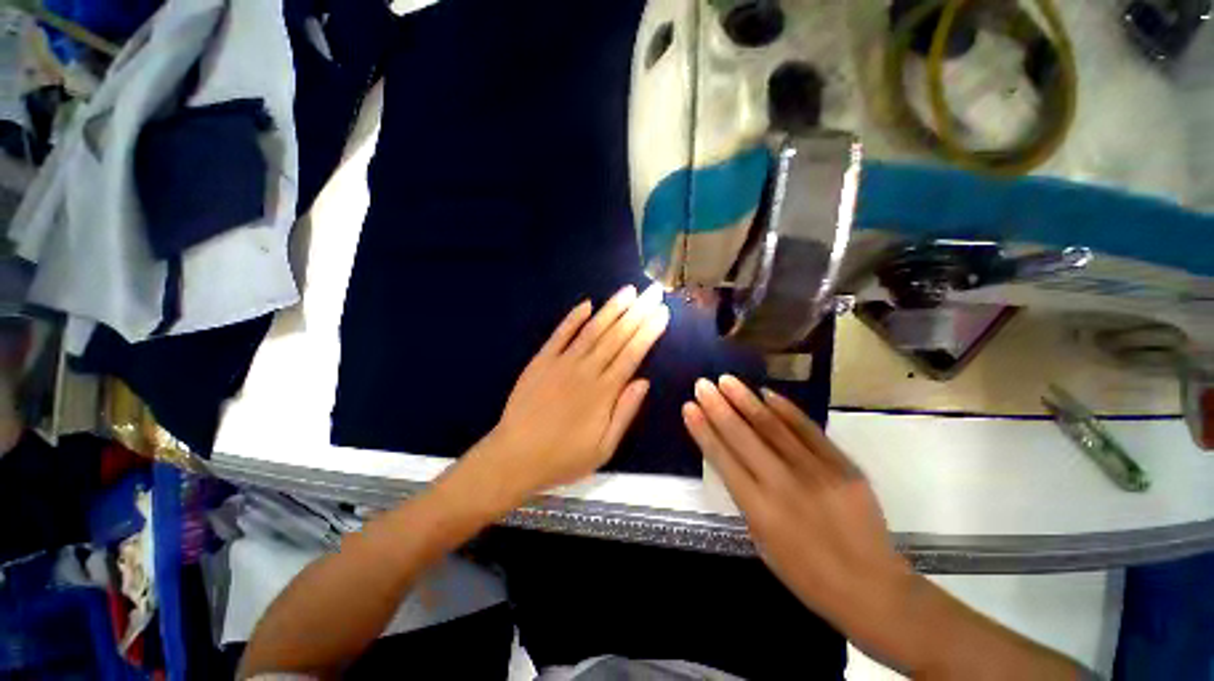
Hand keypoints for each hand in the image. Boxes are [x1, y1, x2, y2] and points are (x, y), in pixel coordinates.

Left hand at [463, 284, 669, 506]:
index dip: (648, 332)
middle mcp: (585, 370)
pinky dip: (573, 318)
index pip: (632, 354)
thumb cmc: (563, 457)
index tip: (662, 313)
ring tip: (628, 291)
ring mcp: (561, 362)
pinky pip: (559, 334)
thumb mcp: (603, 448)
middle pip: (616, 336)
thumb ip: (625, 412)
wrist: (513, 457)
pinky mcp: (541, 361)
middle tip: (652, 292)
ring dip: (611, 309)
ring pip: (592, 330)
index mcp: (603, 392)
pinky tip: (587, 303)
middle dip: (637, 312)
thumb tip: (644, 381)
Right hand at [682, 376, 912, 632]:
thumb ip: (747, 497)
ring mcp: (815, 472)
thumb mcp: (762, 541)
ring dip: (745, 400)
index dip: (703, 430)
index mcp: (758, 509)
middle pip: (742, 436)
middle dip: (718, 406)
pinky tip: (768, 393)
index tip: (689, 407)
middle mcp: (782, 485)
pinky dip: (786, 409)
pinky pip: (809, 430)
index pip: (722, 459)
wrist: (871, 588)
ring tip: (726, 380)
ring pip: (772, 427)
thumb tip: (735, 458)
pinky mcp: (842, 466)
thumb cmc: (806, 573)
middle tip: (702, 384)